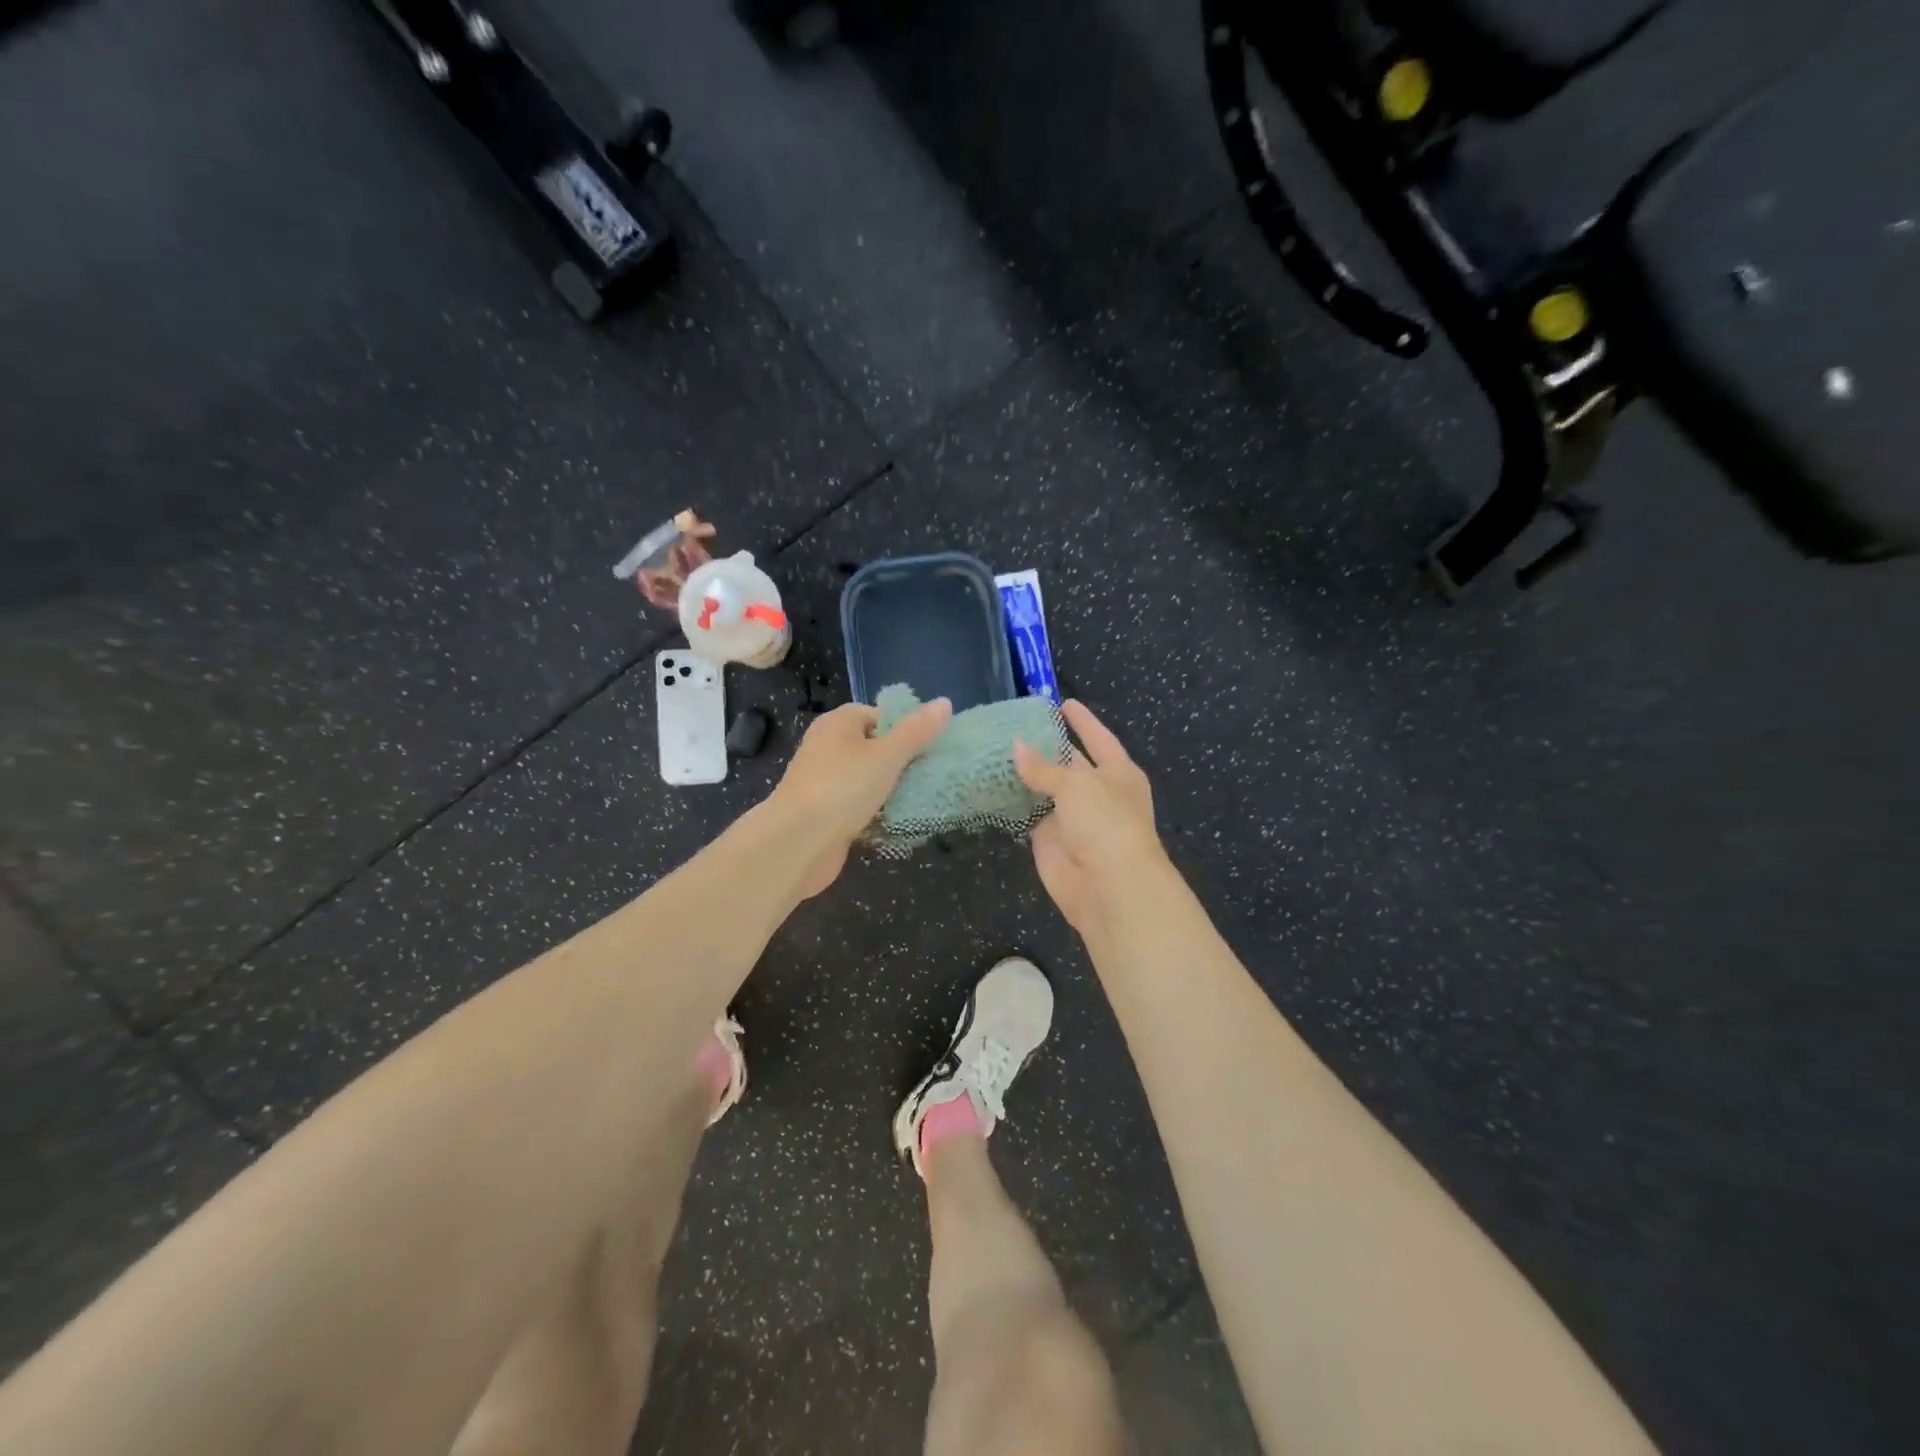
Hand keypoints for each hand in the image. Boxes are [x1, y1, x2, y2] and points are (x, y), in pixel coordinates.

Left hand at [771, 697, 952, 896]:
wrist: (797, 843)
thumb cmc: (843, 788)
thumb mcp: (887, 755)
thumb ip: (917, 731)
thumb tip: (945, 702)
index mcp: (837, 724)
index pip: (876, 715)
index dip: (903, 728)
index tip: (928, 747)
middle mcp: (826, 747)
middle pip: (872, 747)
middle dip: (899, 762)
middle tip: (928, 774)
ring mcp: (823, 782)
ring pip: (865, 779)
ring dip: (888, 790)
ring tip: (919, 799)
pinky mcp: (824, 814)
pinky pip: (856, 806)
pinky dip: (874, 813)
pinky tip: (895, 823)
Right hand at [1013, 700, 1166, 940]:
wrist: (1108, 886)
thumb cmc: (1105, 822)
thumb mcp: (1076, 784)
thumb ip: (1044, 767)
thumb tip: (1016, 746)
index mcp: (1118, 773)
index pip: (1098, 738)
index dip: (1082, 720)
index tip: (1062, 702)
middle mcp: (1097, 792)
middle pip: (1069, 763)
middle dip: (1046, 747)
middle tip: (1013, 725)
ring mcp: (1072, 817)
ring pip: (1045, 789)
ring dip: (1024, 774)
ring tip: (993, 749)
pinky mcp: (1049, 840)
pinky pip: (1028, 815)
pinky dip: (1012, 802)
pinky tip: (989, 784)